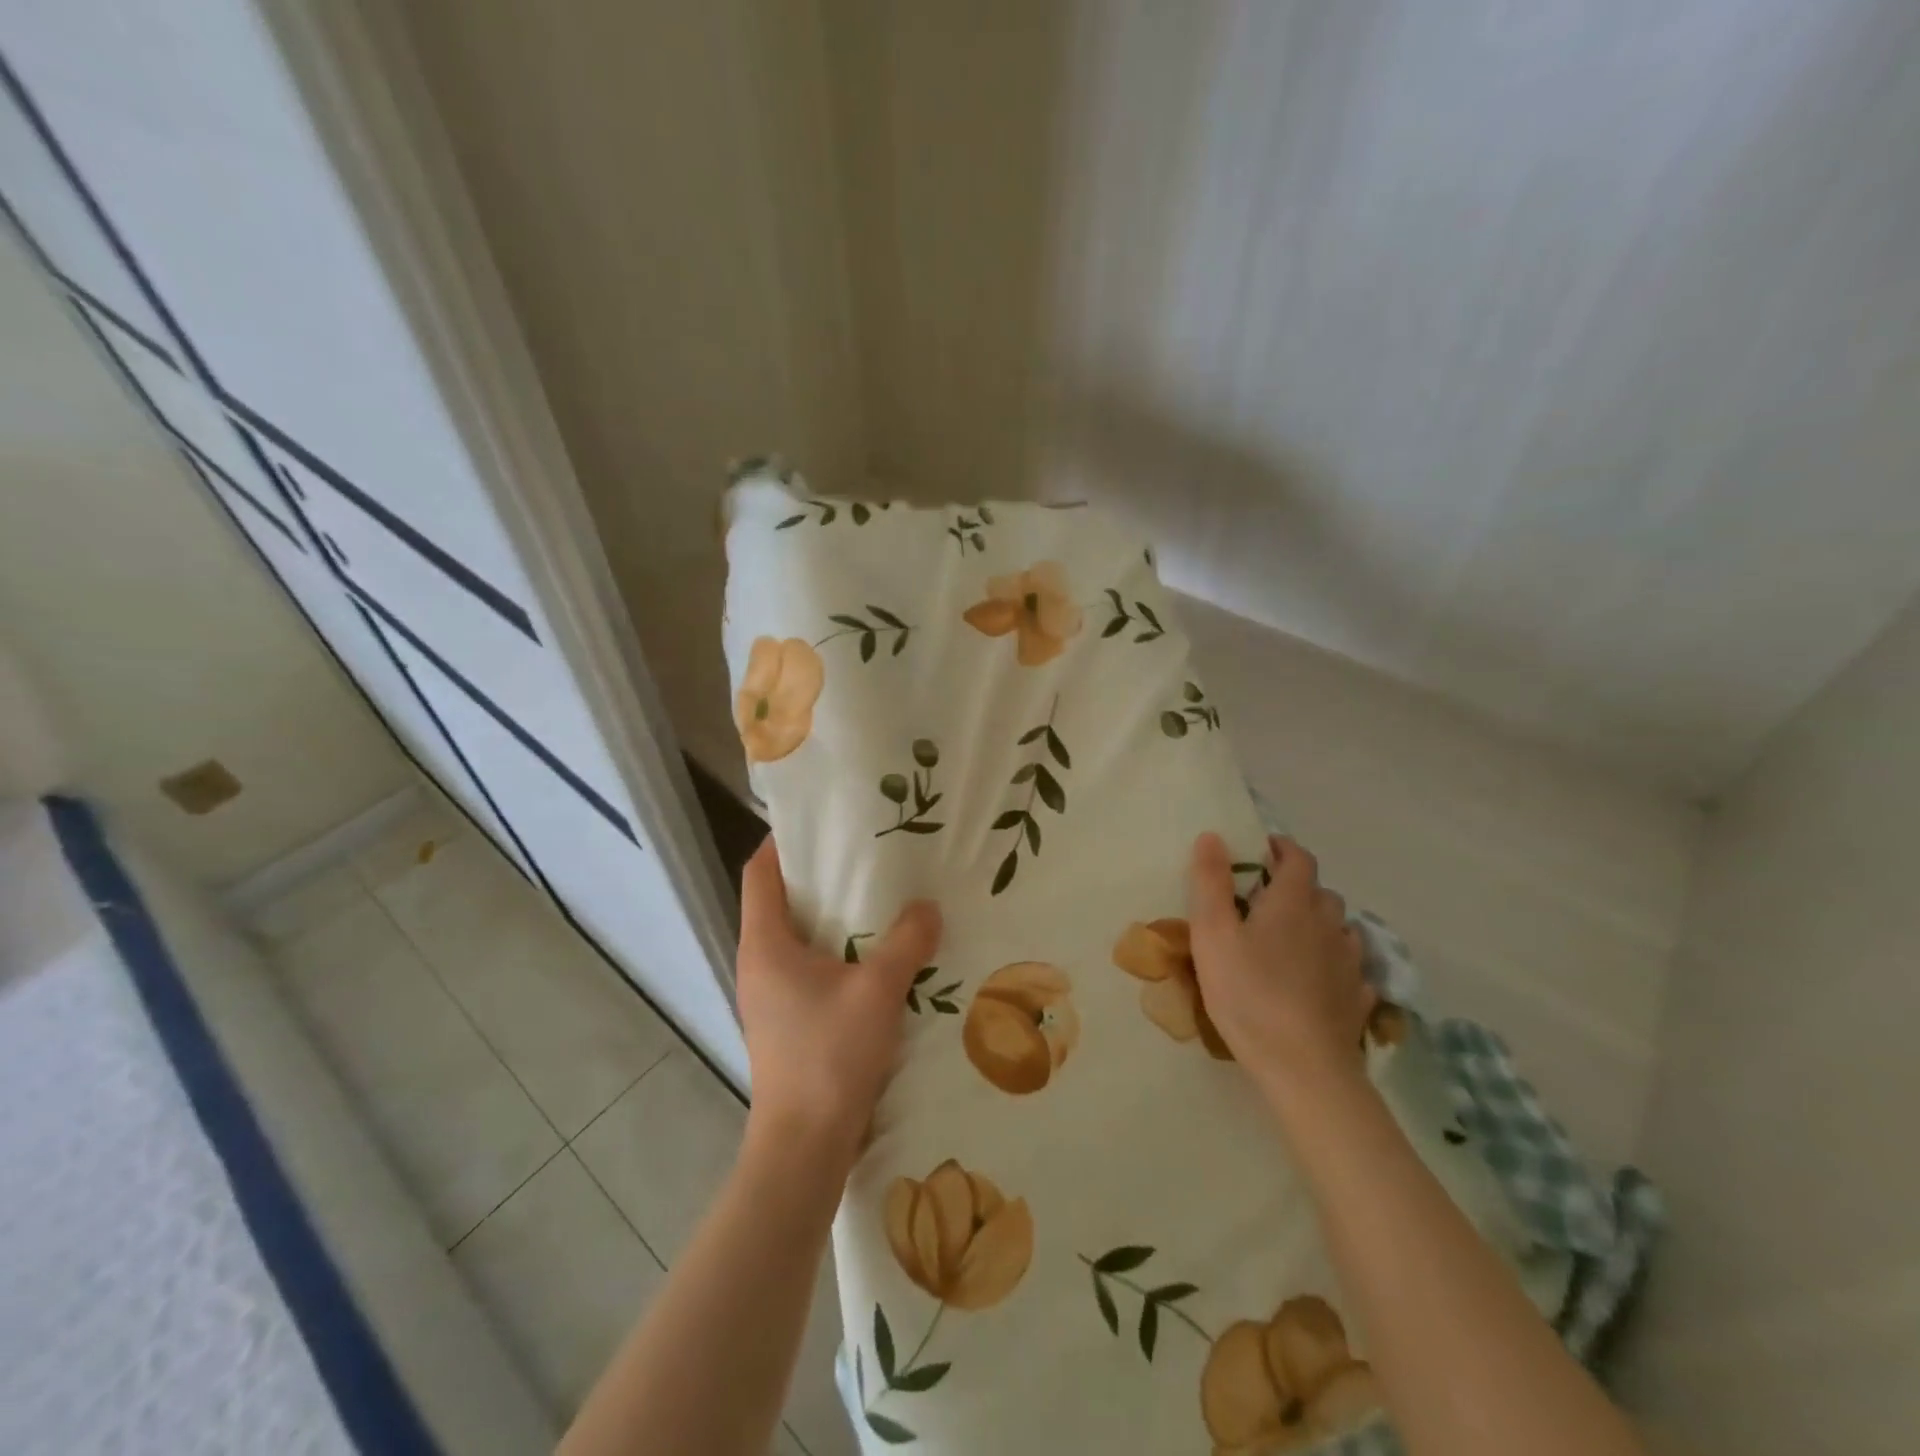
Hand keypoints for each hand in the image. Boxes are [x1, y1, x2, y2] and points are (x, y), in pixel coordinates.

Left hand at [735, 837, 941, 1162]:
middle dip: (821, 876)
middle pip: (782, 901)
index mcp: (765, 944)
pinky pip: (813, 969)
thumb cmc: (829, 1056)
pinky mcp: (790, 1022)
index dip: (783, 842)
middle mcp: (760, 963)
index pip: (759, 872)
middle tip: (868, 855)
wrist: (805, 1147)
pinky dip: (841, 953)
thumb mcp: (877, 990)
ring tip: (882, 899)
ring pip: (800, 938)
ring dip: (835, 918)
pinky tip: (881, 956)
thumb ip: (906, 942)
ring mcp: (772, 996)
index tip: (822, 823)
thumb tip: (928, 908)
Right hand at [1185, 831, 1372, 1101]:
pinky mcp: (1359, 998)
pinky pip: (1351, 967)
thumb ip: (1210, 882)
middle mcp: (1329, 924)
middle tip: (1266, 901)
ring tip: (1292, 940)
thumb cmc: (1249, 993)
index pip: (1298, 858)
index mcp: (1293, 903)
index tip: (1262, 849)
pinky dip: (1335, 962)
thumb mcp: (1212, 934)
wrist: (1303, 1067)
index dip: (1282, 848)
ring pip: (1339, 928)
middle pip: (1320, 892)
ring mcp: (1350, 962)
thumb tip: (1213, 836)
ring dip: (1318, 924)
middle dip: (1297, 887)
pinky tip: (1319, 979)